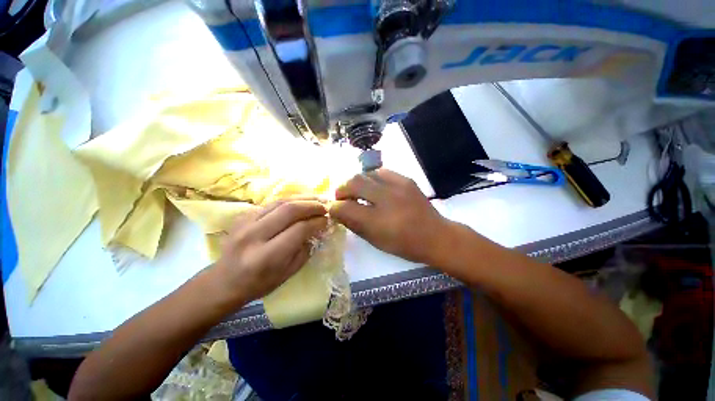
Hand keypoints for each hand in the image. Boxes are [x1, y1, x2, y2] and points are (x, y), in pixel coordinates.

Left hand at [213, 199, 327, 304]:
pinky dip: (289, 200)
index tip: (328, 220)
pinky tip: (300, 201)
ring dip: (302, 198)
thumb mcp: (289, 272)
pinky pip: (271, 203)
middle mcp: (254, 236)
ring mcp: (245, 223)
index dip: (317, 222)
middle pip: (289, 210)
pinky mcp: (242, 216)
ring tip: (317, 199)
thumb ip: (306, 249)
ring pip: (280, 202)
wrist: (224, 281)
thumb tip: (319, 228)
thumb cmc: (260, 283)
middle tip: (325, 206)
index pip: (299, 230)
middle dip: (312, 205)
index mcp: (267, 256)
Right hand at [329, 169, 452, 264]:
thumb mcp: (375, 240)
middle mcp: (386, 199)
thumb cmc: (404, 244)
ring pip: (366, 174)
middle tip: (342, 197)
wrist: (436, 235)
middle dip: (341, 189)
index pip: (345, 208)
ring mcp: (398, 186)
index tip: (333, 209)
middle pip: (353, 183)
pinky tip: (373, 186)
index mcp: (378, 222)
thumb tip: (337, 211)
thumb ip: (354, 224)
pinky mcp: (406, 179)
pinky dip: (371, 178)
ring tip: (357, 191)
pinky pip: (381, 172)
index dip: (334, 207)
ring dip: (356, 182)